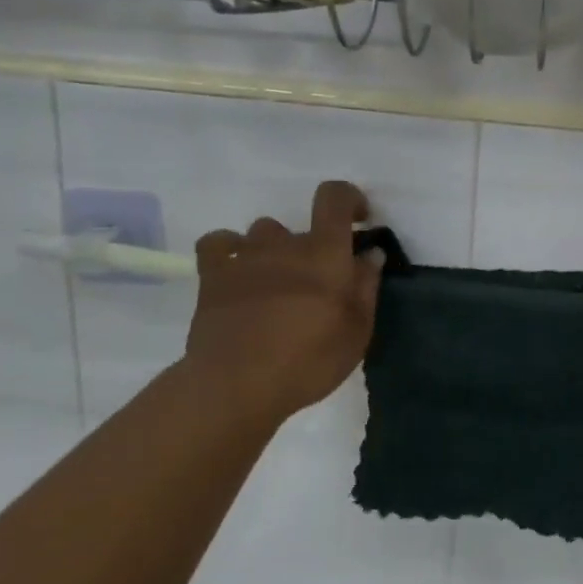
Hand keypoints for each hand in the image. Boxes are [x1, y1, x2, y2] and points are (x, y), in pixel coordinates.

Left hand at [181, 180, 383, 426]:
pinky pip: (219, 244)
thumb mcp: (356, 332)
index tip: (358, 220)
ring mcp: (245, 256)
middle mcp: (285, 243)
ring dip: (275, 251)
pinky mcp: (212, 275)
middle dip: (314, 251)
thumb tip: (370, 254)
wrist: (236, 385)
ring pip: (263, 233)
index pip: (334, 198)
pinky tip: (237, 272)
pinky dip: (230, 250)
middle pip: (302, 227)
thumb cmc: (308, 362)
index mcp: (325, 253)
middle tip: (316, 289)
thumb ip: (366, 287)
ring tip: (276, 285)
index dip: (349, 198)